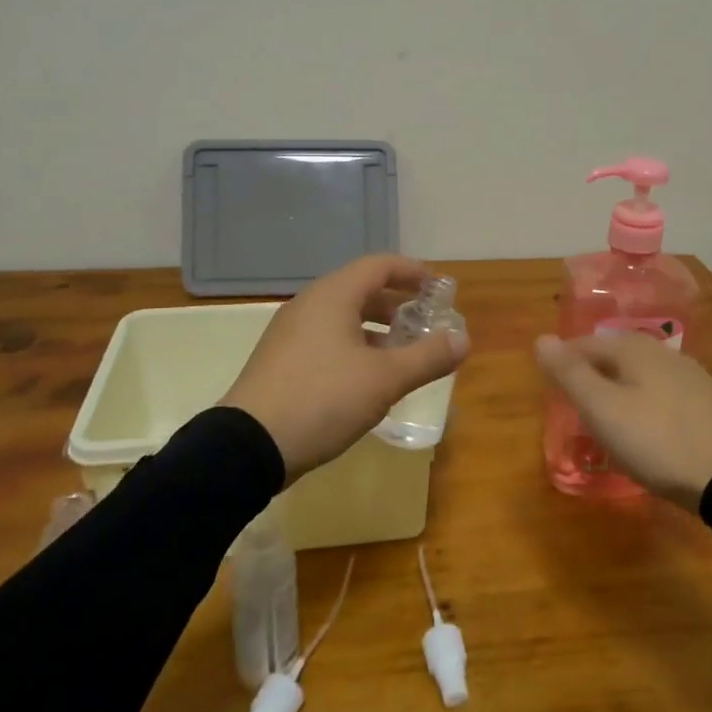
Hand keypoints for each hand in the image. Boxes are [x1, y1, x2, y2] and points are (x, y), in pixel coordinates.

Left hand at [222, 255, 469, 482]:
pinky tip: (370, 378)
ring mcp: (291, 333)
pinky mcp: (282, 360)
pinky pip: (328, 339)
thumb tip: (463, 340)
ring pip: (344, 317)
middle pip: (361, 289)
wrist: (249, 446)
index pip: (379, 266)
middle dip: (398, 303)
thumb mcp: (384, 380)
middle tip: (426, 321)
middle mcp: (309, 305)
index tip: (439, 287)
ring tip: (405, 352)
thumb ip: (427, 357)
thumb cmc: (323, 399)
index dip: (413, 272)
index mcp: (333, 296)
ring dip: (378, 329)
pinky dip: (356, 346)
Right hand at [535, 332, 711, 510]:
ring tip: (603, 420)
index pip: (584, 344)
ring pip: (639, 376)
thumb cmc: (658, 441)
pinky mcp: (707, 405)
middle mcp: (663, 353)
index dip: (562, 363)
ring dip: (617, 391)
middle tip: (572, 406)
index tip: (549, 390)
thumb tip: (541, 339)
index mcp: (634, 349)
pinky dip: (642, 406)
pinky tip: (644, 430)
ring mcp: (690, 378)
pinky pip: (660, 395)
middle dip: (590, 376)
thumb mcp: (603, 409)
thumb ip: (571, 374)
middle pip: (614, 357)